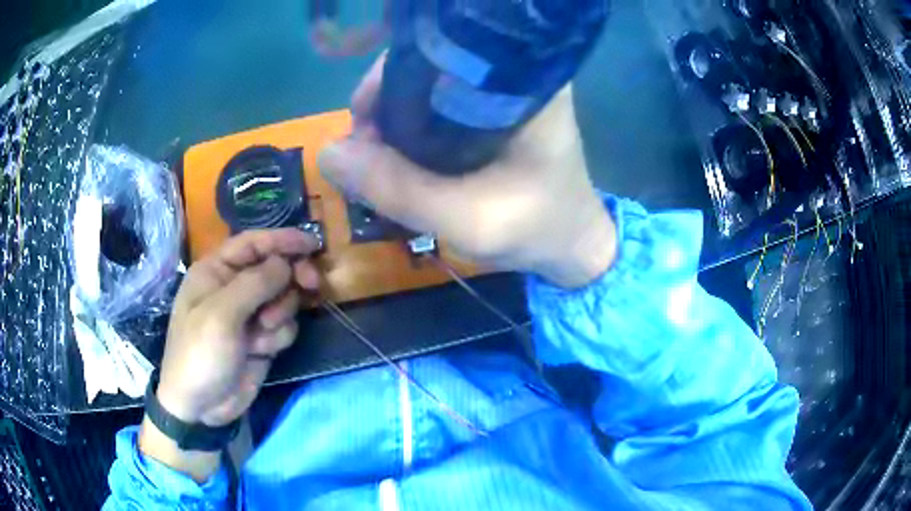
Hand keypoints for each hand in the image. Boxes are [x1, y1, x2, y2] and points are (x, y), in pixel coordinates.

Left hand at [155, 229, 320, 426]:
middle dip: (291, 278)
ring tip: (261, 333)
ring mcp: (249, 314)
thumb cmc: (200, 353)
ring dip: (280, 314)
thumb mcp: (222, 315)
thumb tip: (286, 262)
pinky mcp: (261, 338)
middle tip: (311, 284)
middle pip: (275, 268)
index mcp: (216, 271)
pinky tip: (261, 351)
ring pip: (284, 299)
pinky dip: (278, 337)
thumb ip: (255, 284)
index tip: (313, 243)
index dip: (282, 239)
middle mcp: (234, 288)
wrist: (200, 406)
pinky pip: (284, 326)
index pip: (253, 243)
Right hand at [318, 56, 616, 288]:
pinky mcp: (494, 109)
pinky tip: (401, 157)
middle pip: (426, 66)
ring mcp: (504, 89)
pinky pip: (437, 105)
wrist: (572, 245)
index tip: (365, 129)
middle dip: (385, 106)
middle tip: (368, 155)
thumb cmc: (536, 229)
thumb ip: (398, 189)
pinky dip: (411, 129)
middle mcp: (513, 71)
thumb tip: (328, 152)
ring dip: (393, 121)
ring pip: (426, 87)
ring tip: (380, 161)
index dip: (386, 82)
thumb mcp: (467, 220)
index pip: (436, 52)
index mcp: (522, 80)